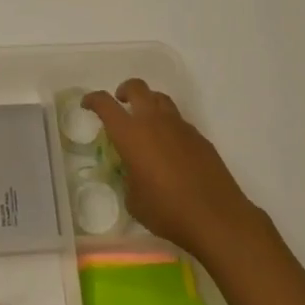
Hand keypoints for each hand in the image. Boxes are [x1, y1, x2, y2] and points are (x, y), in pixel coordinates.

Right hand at [83, 79, 263, 260]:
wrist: (216, 217)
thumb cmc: (167, 211)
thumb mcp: (135, 201)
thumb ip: (128, 180)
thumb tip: (133, 174)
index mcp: (131, 133)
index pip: (105, 103)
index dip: (93, 99)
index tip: (88, 104)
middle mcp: (153, 121)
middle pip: (137, 87)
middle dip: (124, 90)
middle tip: (121, 102)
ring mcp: (179, 125)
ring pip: (160, 98)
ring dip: (149, 103)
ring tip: (147, 121)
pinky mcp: (199, 136)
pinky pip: (179, 121)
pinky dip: (170, 126)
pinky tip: (172, 148)